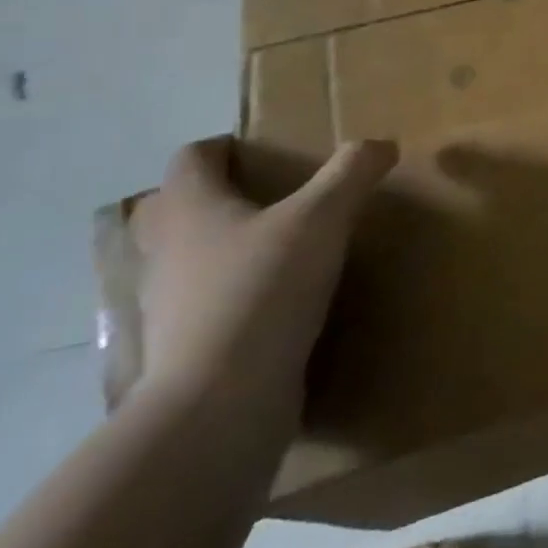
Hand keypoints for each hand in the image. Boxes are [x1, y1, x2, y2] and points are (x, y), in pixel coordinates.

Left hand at [129, 136, 398, 420]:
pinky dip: (229, 297)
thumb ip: (351, 174)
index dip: (224, 146)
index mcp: (189, 208)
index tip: (264, 152)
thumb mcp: (322, 219)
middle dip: (215, 197)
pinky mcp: (183, 349)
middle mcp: (166, 250)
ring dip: (219, 249)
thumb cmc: (263, 290)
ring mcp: (167, 305)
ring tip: (275, 250)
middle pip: (176, 207)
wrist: (220, 403)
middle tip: (268, 198)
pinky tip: (273, 305)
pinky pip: (201, 307)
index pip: (192, 157)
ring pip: (185, 259)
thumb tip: (381, 143)